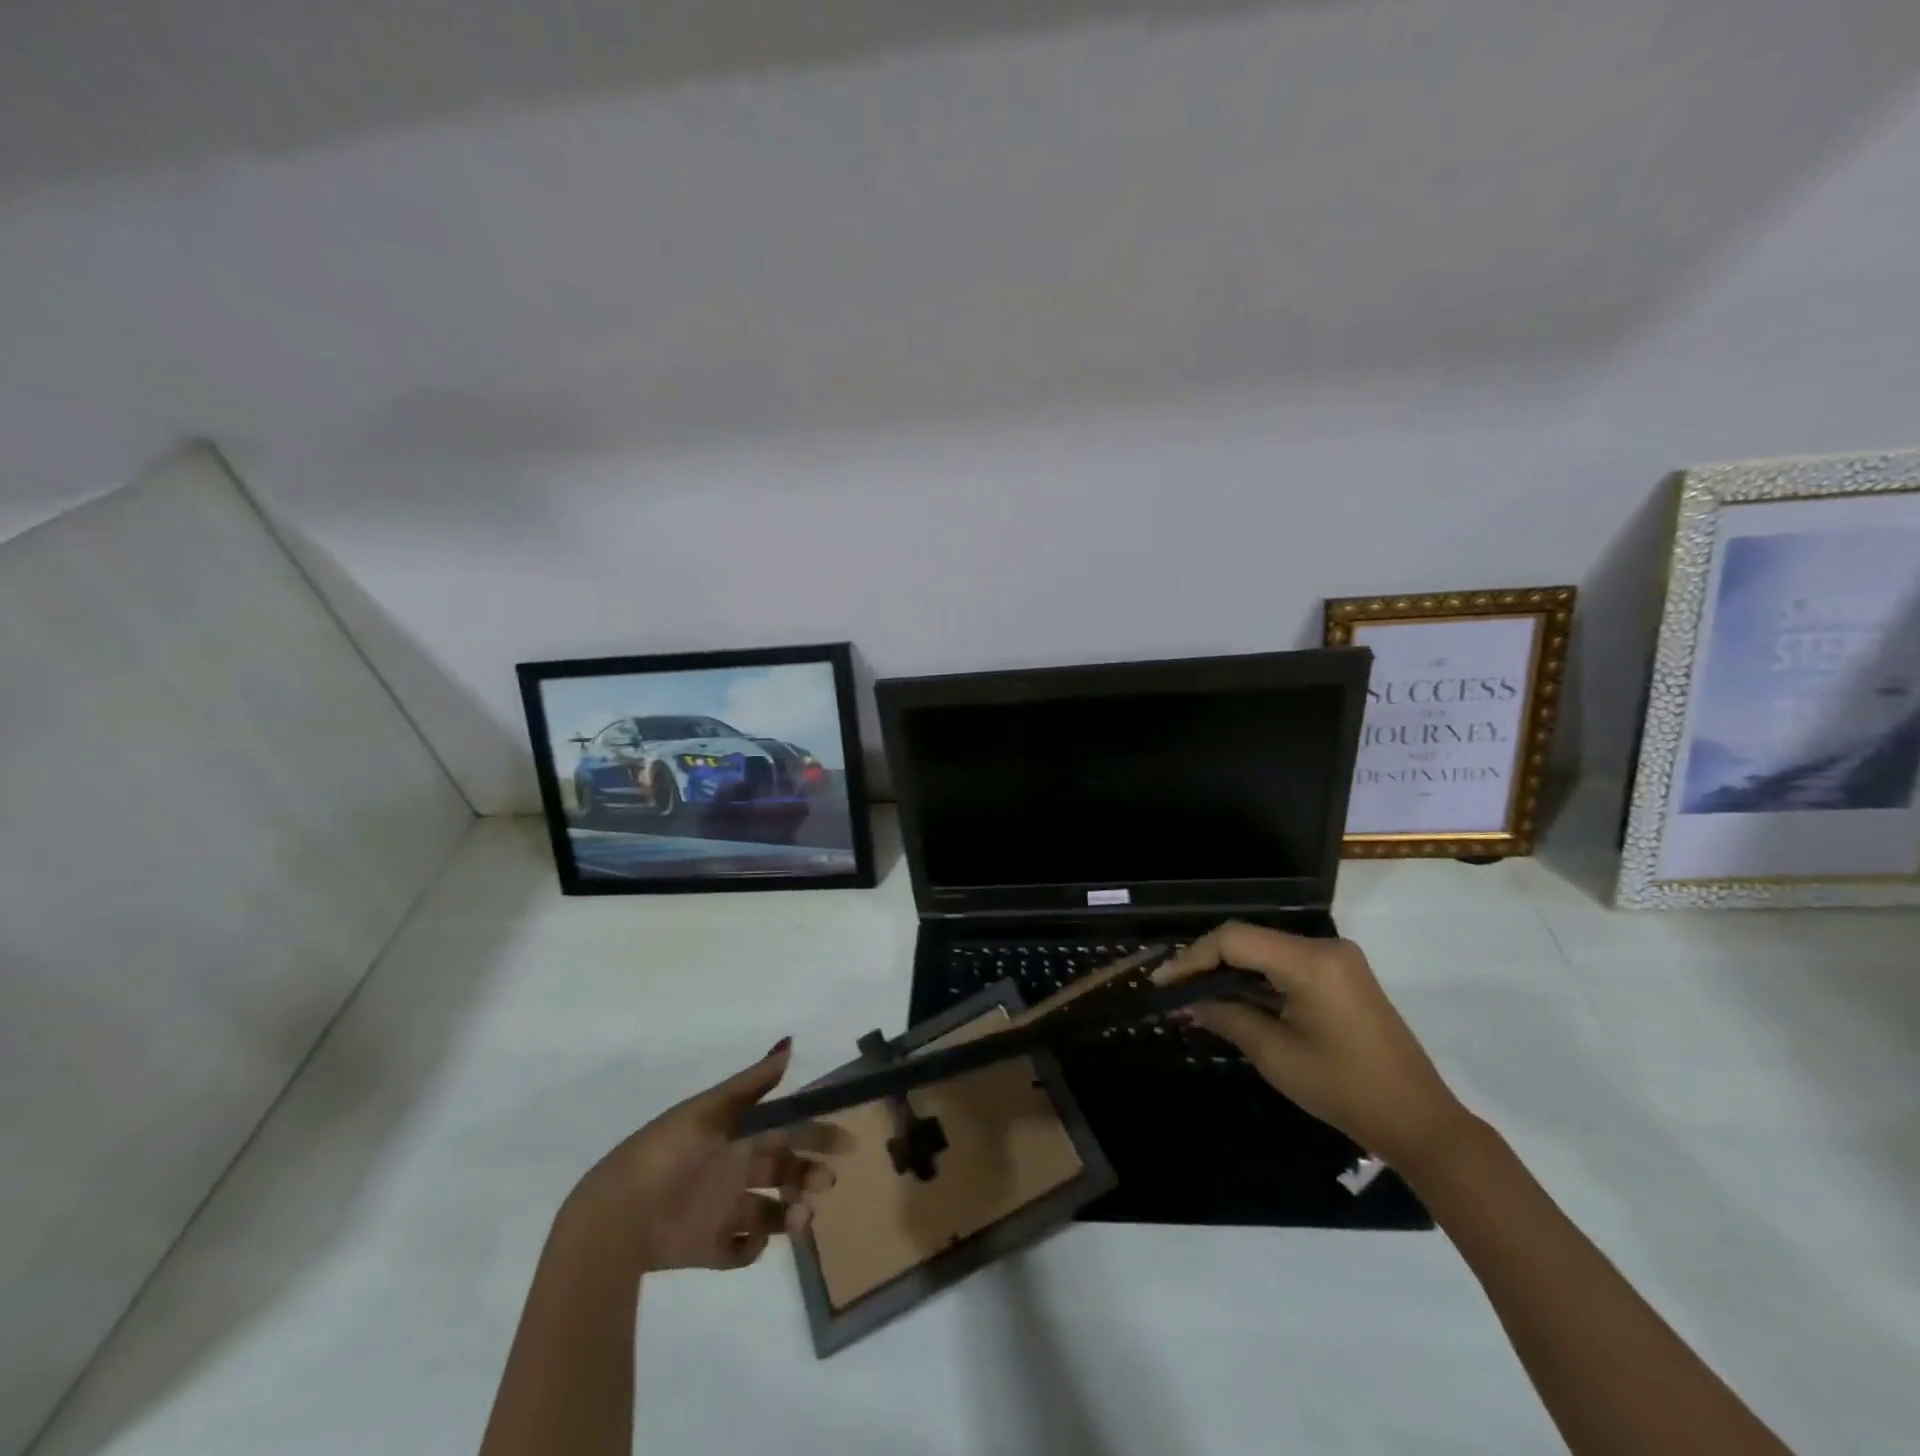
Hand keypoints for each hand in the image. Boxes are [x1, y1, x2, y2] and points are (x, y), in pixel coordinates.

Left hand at [564, 1039, 842, 1273]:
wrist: (617, 1215)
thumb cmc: (670, 1152)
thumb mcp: (713, 1110)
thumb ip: (754, 1082)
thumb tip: (790, 1043)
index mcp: (738, 1133)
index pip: (788, 1128)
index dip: (818, 1133)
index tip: (849, 1143)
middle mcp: (734, 1168)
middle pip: (785, 1169)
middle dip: (810, 1175)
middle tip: (825, 1184)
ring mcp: (721, 1208)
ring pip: (771, 1210)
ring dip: (791, 1213)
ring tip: (796, 1221)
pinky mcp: (706, 1247)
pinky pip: (741, 1250)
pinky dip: (752, 1248)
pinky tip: (750, 1241)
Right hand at [1156, 922, 1470, 1168]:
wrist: (1419, 1121)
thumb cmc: (1344, 1089)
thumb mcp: (1275, 1054)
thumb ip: (1227, 1017)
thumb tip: (1187, 1002)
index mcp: (1310, 961)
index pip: (1234, 940)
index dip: (1193, 958)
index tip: (1163, 982)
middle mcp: (1324, 947)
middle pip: (1249, 939)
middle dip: (1207, 962)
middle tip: (1175, 989)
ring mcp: (1337, 959)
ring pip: (1266, 950)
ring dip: (1231, 970)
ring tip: (1196, 994)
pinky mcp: (1343, 975)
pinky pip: (1286, 964)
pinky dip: (1257, 978)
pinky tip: (1234, 997)